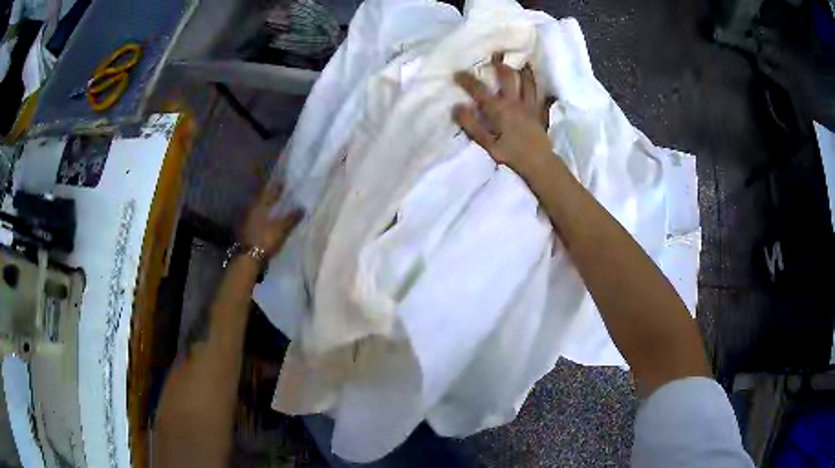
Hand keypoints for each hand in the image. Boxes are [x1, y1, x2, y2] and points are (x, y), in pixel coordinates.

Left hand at [240, 182, 302, 256]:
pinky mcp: (243, 228)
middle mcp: (251, 208)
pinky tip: (263, 218)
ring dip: (263, 205)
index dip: (276, 186)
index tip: (282, 181)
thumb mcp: (281, 229)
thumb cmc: (265, 239)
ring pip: (256, 207)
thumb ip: (291, 218)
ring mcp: (245, 219)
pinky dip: (259, 215)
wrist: (248, 257)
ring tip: (272, 204)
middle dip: (269, 195)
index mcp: (259, 205)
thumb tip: (302, 208)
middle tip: (277, 192)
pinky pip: (253, 217)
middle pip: (261, 198)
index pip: (269, 191)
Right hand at [452, 54, 553, 174]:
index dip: (467, 79)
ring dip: (524, 71)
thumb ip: (470, 124)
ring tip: (523, 62)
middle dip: (500, 65)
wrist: (538, 163)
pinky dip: (543, 91)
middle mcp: (515, 102)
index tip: (457, 72)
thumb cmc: (510, 154)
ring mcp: (530, 106)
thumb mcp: (486, 142)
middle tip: (497, 54)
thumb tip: (456, 106)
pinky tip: (545, 88)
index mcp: (499, 108)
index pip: (479, 89)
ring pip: (528, 83)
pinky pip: (542, 98)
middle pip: (508, 77)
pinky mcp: (540, 113)